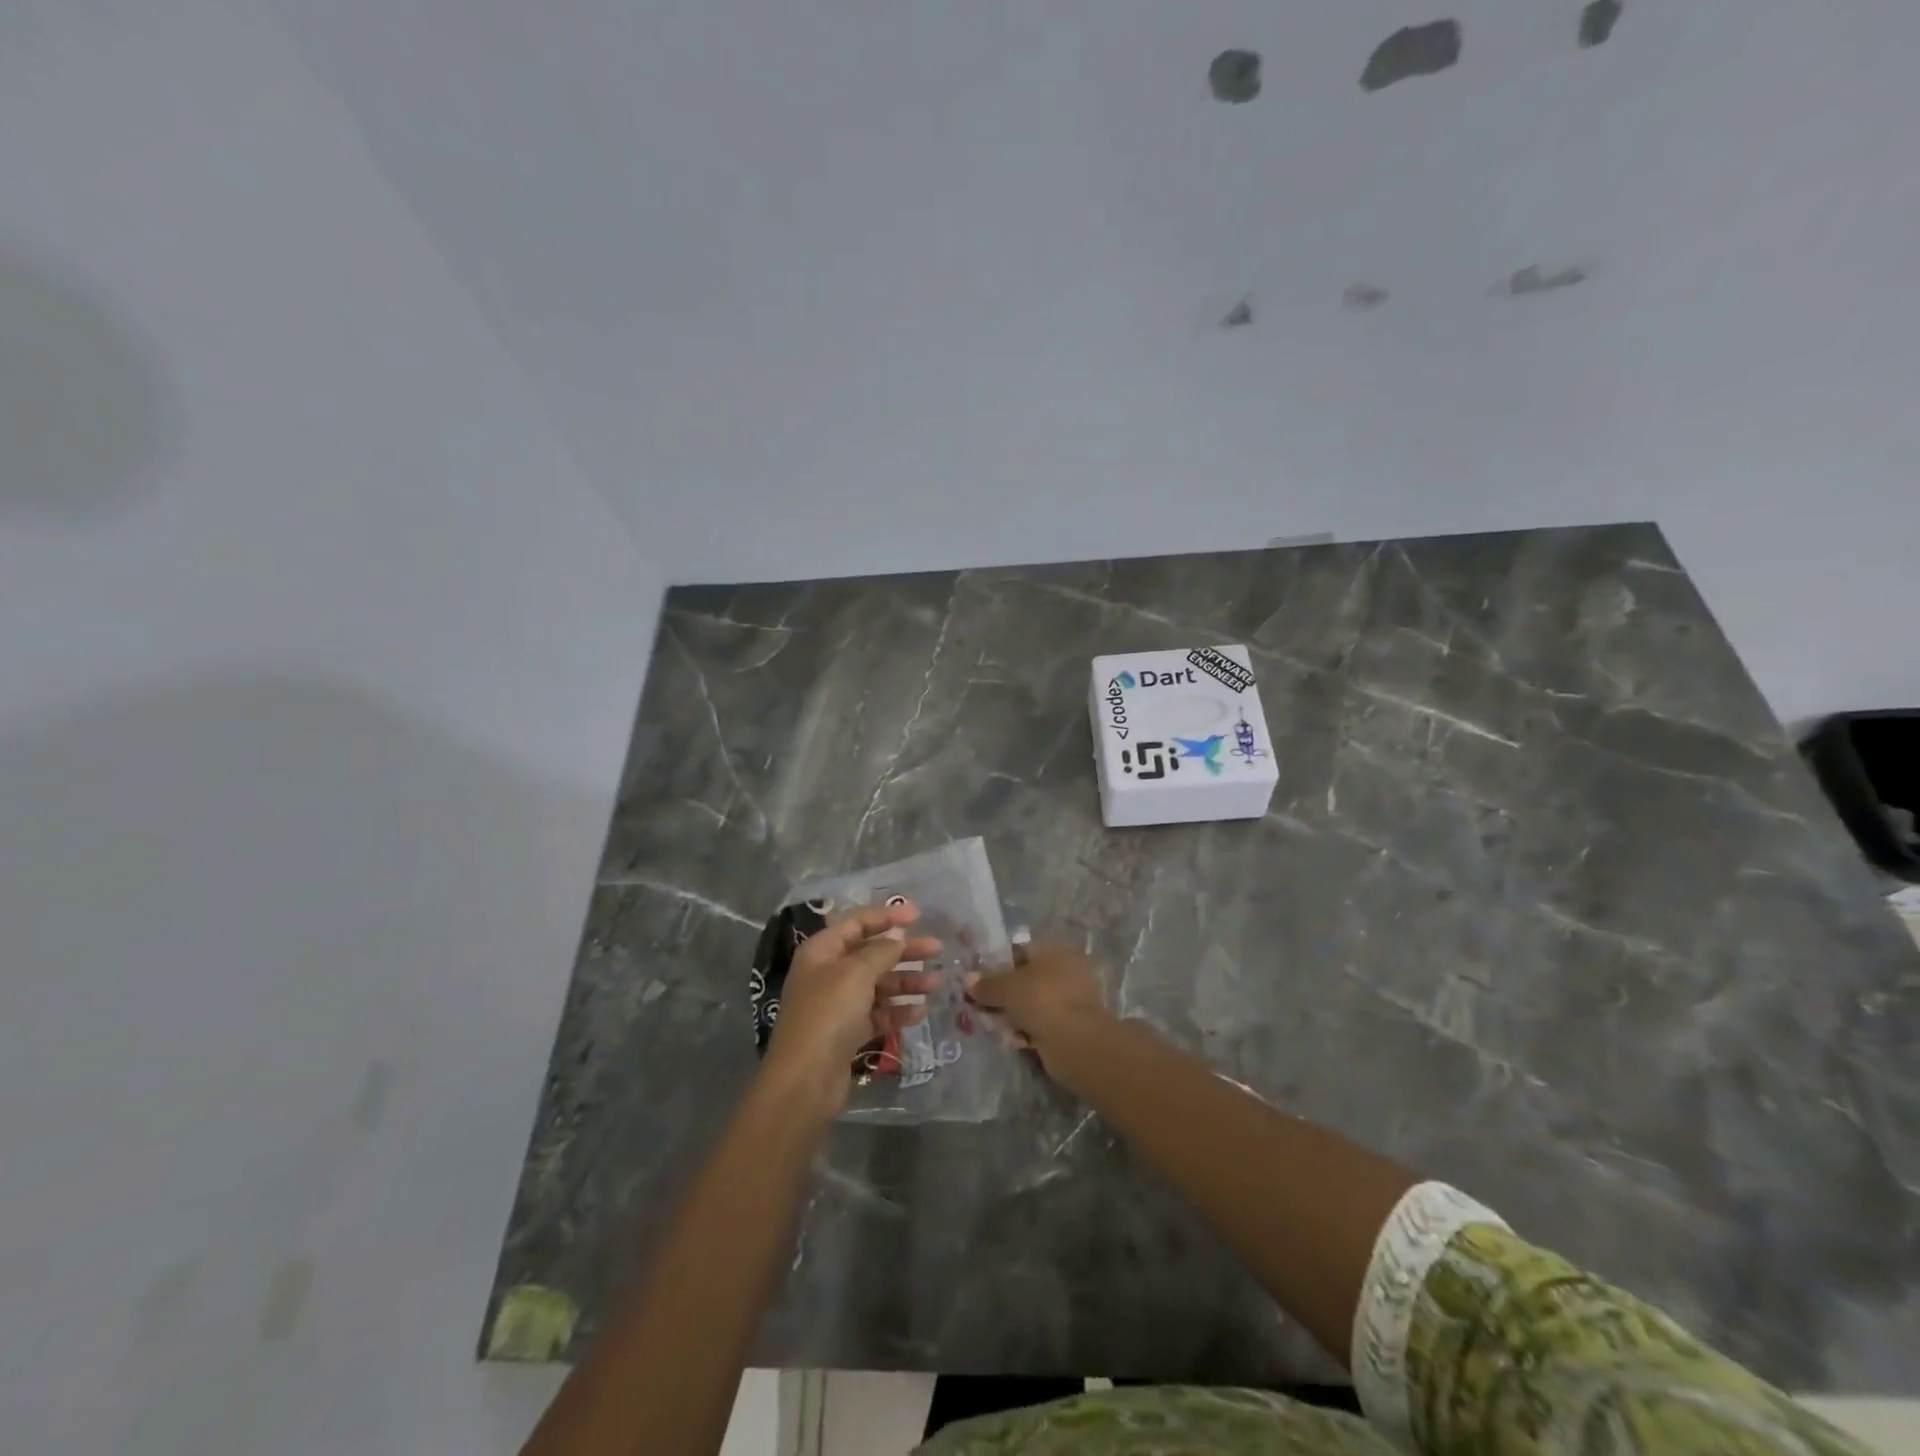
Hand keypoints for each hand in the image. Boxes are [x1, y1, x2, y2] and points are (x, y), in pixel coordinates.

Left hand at [765, 902, 940, 1107]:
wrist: (806, 1079)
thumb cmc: (829, 1013)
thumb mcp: (856, 972)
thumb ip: (881, 951)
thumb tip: (897, 937)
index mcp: (823, 950)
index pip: (857, 923)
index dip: (887, 916)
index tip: (918, 915)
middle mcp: (829, 973)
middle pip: (872, 954)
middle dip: (904, 951)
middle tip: (938, 949)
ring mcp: (838, 1004)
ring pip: (878, 985)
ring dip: (907, 982)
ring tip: (938, 983)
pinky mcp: (848, 1032)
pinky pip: (878, 1013)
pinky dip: (898, 1011)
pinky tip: (921, 1012)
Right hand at [964, 940, 1109, 1072]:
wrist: (1077, 1042)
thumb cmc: (1041, 999)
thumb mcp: (1007, 988)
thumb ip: (986, 984)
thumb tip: (967, 979)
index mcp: (1056, 949)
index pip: (1020, 951)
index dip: (997, 964)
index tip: (979, 980)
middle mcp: (1066, 969)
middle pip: (1025, 979)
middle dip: (1003, 994)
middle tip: (982, 1006)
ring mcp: (1071, 998)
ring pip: (1032, 1003)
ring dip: (1013, 1015)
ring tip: (997, 1027)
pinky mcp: (1072, 1025)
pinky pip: (1041, 1023)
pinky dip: (1028, 1031)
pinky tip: (1016, 1041)